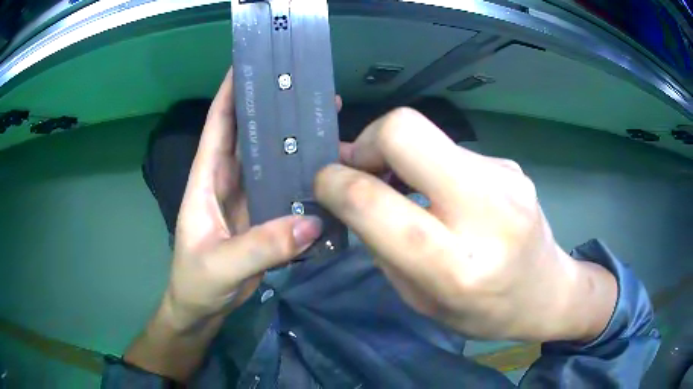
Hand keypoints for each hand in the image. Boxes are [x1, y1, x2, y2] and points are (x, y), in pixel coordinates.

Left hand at [166, 69, 329, 327]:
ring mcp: (248, 198)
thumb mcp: (221, 266)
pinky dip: (302, 177)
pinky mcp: (263, 217)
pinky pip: (285, 188)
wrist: (201, 308)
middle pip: (251, 134)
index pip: (218, 124)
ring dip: (293, 140)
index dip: (230, 92)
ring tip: (326, 121)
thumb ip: (261, 247)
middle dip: (274, 108)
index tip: (250, 62)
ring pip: (271, 159)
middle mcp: (228, 180)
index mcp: (207, 179)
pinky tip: (327, 170)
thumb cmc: (196, 283)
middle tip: (309, 89)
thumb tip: (311, 224)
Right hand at [317, 108, 616, 341]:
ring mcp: (505, 178)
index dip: (337, 184)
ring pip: (429, 134)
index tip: (326, 182)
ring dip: (400, 154)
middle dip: (368, 140)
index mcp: (457, 267)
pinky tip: (443, 191)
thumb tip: (350, 191)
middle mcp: (488, 213)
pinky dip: (431, 164)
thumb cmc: (482, 312)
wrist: (547, 290)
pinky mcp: (510, 165)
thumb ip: (382, 244)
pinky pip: (451, 149)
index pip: (378, 204)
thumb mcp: (420, 300)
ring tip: (403, 184)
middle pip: (407, 131)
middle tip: (363, 166)